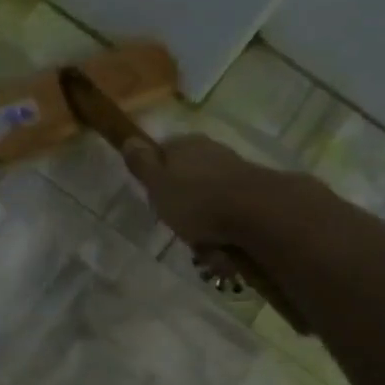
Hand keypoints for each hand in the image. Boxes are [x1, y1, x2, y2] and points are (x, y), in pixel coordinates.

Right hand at [122, 133, 271, 246]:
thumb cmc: (196, 200)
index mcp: (183, 144)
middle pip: (185, 176)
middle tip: (177, 226)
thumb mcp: (158, 184)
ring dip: (202, 220)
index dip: (154, 176)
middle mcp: (209, 150)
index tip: (154, 200)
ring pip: (207, 196)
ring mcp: (233, 169)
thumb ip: (142, 164)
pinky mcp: (252, 191)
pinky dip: (221, 229)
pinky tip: (220, 246)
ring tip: (201, 245)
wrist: (256, 212)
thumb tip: (128, 138)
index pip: (161, 153)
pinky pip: (228, 212)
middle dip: (181, 202)